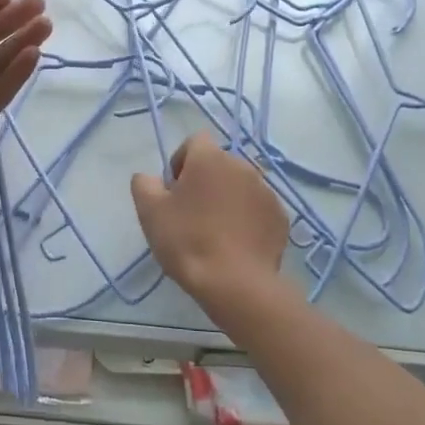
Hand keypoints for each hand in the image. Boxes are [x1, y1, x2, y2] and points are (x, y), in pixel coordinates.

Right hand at [132, 134, 289, 300]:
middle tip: (191, 213)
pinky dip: (246, 218)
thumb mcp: (150, 211)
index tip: (173, 190)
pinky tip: (235, 243)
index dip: (181, 161)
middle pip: (218, 164)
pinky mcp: (280, 217)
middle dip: (205, 181)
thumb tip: (150, 178)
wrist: (235, 283)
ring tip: (214, 231)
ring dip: (227, 198)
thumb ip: (144, 184)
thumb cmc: (187, 240)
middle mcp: (242, 166)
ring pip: (240, 186)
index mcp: (210, 159)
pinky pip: (257, 209)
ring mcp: (266, 192)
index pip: (195, 141)